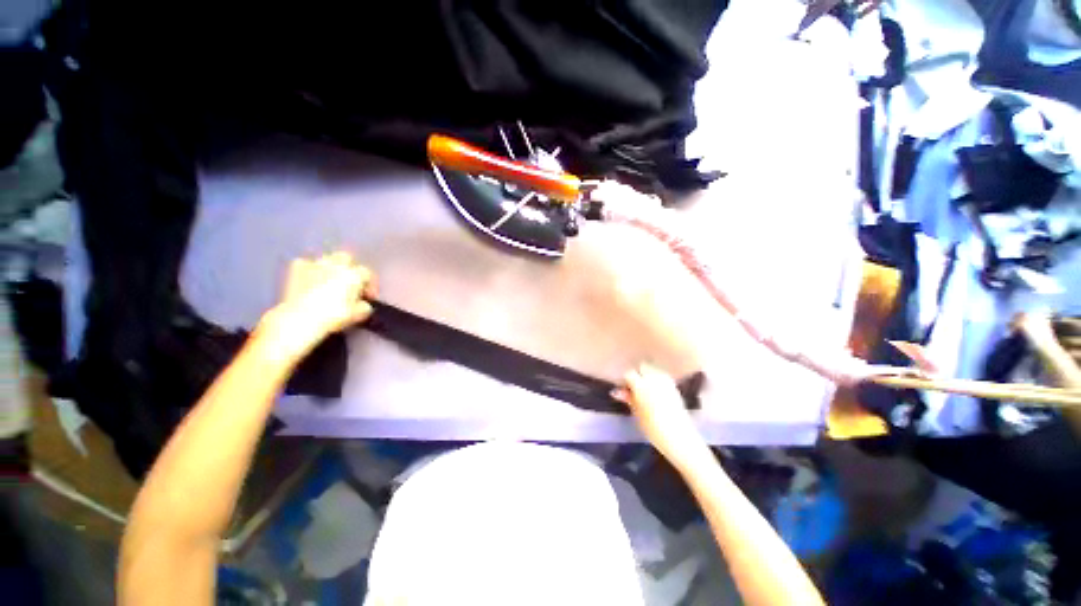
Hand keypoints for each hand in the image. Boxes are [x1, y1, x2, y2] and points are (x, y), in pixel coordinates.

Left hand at [258, 252, 375, 360]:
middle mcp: (336, 265)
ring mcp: (315, 265)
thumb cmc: (334, 315)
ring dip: (329, 267)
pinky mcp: (296, 269)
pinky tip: (309, 278)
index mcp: (354, 275)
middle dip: (349, 267)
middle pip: (346, 257)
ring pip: (326, 258)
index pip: (367, 274)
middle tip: (348, 283)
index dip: (370, 285)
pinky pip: (305, 263)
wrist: (300, 318)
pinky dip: (308, 269)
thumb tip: (364, 304)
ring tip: (329, 280)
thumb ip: (365, 306)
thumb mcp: (358, 314)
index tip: (368, 297)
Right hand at [615, 363, 709, 469]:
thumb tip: (616, 391)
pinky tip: (655, 389)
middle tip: (634, 386)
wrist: (679, 437)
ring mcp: (666, 382)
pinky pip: (662, 376)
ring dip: (648, 374)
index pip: (629, 373)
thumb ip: (628, 398)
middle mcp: (654, 379)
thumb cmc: (653, 428)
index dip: (625, 380)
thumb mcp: (637, 413)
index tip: (623, 388)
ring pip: (653, 369)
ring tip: (645, 387)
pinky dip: (657, 378)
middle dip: (637, 373)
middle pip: (643, 367)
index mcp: (641, 385)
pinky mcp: (674, 386)